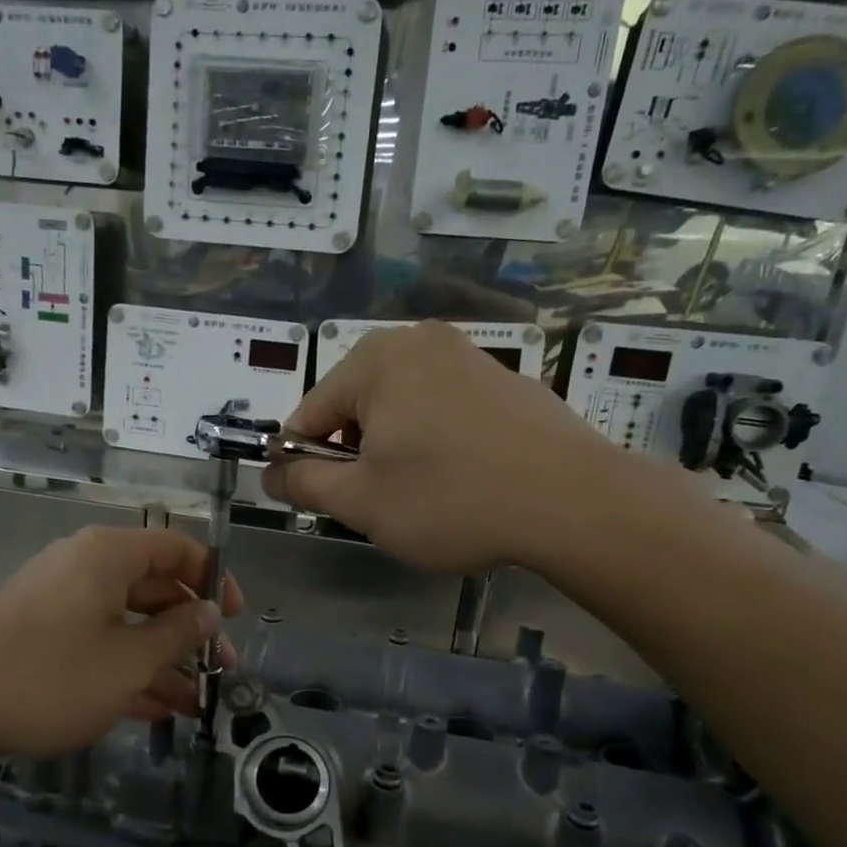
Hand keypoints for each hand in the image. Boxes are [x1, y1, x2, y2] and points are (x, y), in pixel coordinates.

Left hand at [0, 527, 243, 760]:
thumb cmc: (49, 677)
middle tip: (221, 671)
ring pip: (127, 622)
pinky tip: (156, 709)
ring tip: (195, 704)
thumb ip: (178, 634)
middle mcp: (85, 567)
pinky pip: (97, 642)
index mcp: (108, 555)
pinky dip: (127, 669)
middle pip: (154, 588)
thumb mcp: (128, 662)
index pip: (177, 547)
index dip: (214, 578)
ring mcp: (60, 601)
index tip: (235, 617)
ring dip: (163, 660)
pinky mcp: (41, 634)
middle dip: (191, 632)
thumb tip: (209, 613)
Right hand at [262, 321, 636, 572]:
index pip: (310, 412)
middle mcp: (420, 343)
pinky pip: (444, 409)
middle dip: (354, 455)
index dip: (301, 460)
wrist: (574, 502)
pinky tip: (461, 480)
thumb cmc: (451, 499)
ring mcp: (469, 357)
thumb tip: (271, 472)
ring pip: (401, 409)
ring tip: (421, 496)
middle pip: (357, 405)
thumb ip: (305, 482)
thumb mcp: (362, 501)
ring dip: (394, 450)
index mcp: (376, 360)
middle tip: (377, 503)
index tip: (311, 500)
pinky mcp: (505, 381)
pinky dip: (435, 441)